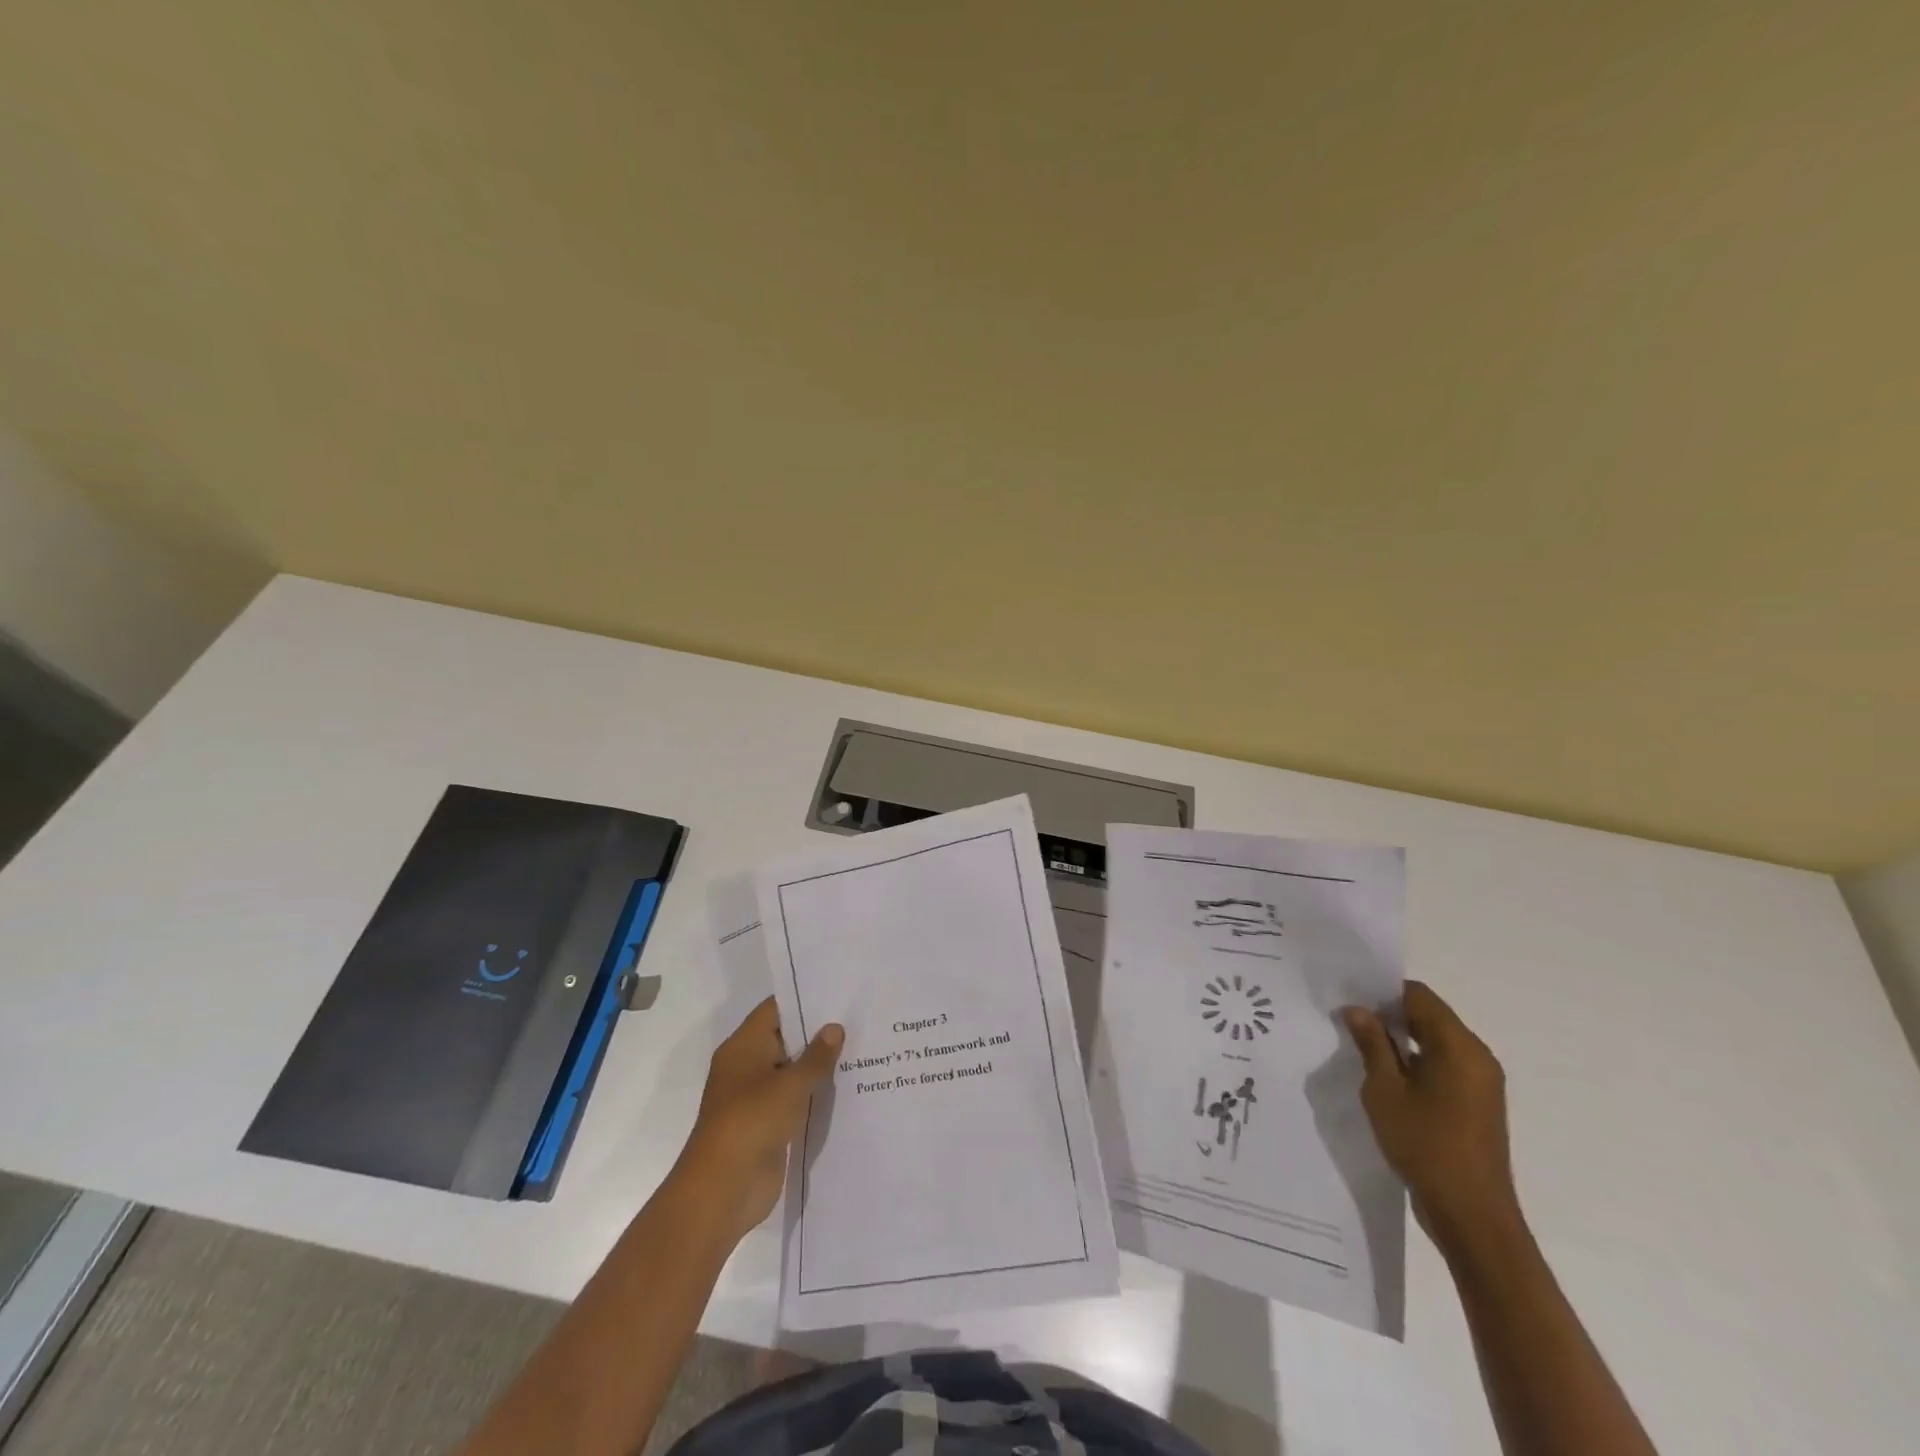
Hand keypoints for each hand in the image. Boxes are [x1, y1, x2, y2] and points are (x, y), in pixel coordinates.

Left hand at [678, 999, 842, 1243]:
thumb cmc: (752, 1121)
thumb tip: (835, 1027)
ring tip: (861, 1049)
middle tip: (858, 1019)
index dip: (804, 999)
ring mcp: (756, 1097)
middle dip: (817, 1033)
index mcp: (743, 1047)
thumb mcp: (791, 1084)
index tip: (838, 993)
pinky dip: (814, 1095)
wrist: (723, 1189)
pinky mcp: (767, 1125)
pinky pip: (794, 1100)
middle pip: (785, 1039)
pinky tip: (846, 1088)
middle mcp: (747, 1066)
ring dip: (818, 1066)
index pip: (775, 1010)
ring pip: (791, 1071)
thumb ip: (816, 1056)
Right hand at [1342, 981, 1524, 1260]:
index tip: (1350, 999)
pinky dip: (1416, 1063)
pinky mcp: (1477, 1105)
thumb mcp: (1385, 1089)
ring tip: (1362, 1049)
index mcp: (1459, 1047)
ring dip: (1402, 1041)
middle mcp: (1477, 1057)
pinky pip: (1444, 1066)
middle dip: (1390, 1015)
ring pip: (1436, 1043)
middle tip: (1348, 1021)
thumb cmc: (1425, 1144)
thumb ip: (1371, 1044)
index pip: (1419, 996)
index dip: (1383, 992)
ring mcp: (1481, 1083)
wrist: (1471, 1216)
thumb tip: (1358, 1009)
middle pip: (1430, 1017)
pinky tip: (1386, 1078)